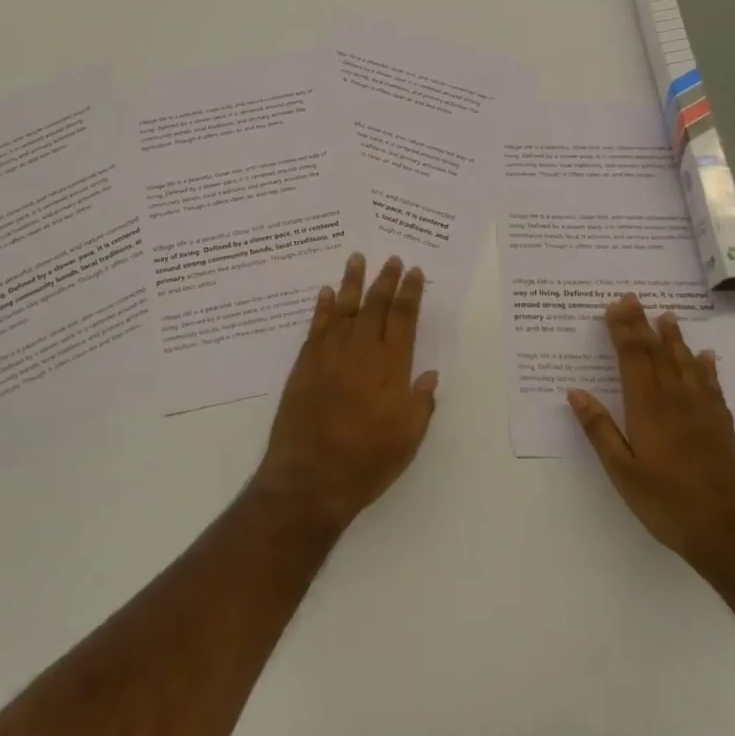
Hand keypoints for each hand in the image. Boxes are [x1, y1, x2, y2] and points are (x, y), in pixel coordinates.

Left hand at [253, 254, 438, 531]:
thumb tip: (430, 374)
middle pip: (375, 306)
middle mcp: (360, 351)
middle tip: (392, 259)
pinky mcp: (305, 363)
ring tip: (357, 258)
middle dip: (385, 280)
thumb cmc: (366, 462)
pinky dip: (322, 306)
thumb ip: (421, 402)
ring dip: (352, 282)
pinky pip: (316, 325)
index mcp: (390, 367)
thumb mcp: (407, 439)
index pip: (403, 319)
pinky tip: (325, 292)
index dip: (410, 293)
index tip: (414, 272)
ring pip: (343, 307)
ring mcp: (329, 354)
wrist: (310, 477)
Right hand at [568, 295, 734, 572]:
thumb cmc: (669, 505)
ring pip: (686, 364)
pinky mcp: (723, 428)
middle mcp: (677, 401)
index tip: (615, 305)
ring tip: (667, 316)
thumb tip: (576, 393)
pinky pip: (712, 386)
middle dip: (642, 325)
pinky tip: (706, 358)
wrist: (734, 535)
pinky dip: (706, 368)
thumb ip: (600, 431)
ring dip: (674, 339)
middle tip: (633, 298)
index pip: (633, 358)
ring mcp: (704, 413)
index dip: (623, 330)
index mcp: (648, 409)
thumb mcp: (623, 473)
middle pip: (657, 354)